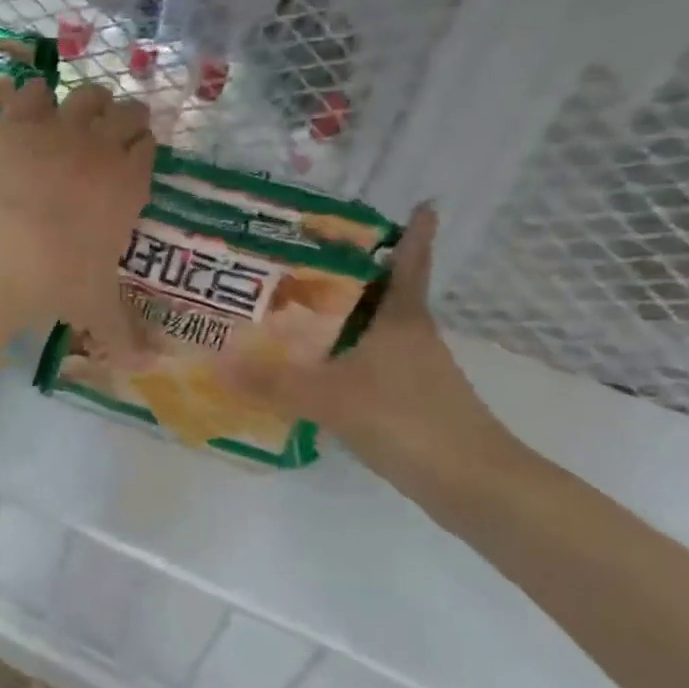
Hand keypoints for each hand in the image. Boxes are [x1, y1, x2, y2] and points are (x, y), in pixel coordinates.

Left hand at [0, 79, 153, 347]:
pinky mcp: (16, 121)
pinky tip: (30, 109)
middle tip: (110, 136)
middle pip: (127, 112)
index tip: (132, 159)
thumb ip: (123, 334)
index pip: (148, 148)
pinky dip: (34, 97)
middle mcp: (101, 147)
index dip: (141, 149)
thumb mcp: (95, 310)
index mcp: (129, 184)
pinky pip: (33, 91)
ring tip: (76, 118)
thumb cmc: (58, 280)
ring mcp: (58, 128)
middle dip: (123, 119)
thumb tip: (146, 368)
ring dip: (87, 103)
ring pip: (87, 94)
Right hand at [228, 207, 524, 498]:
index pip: (409, 263)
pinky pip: (370, 364)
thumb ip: (273, 381)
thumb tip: (216, 363)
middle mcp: (411, 336)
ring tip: (298, 307)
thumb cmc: (408, 419)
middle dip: (354, 273)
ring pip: (375, 330)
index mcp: (402, 319)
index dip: (415, 233)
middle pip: (384, 293)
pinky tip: (316, 368)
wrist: (472, 484)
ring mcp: (415, 370)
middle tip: (308, 255)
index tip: (419, 203)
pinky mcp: (411, 401)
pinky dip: (346, 357)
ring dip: (346, 317)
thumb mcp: (331, 397)